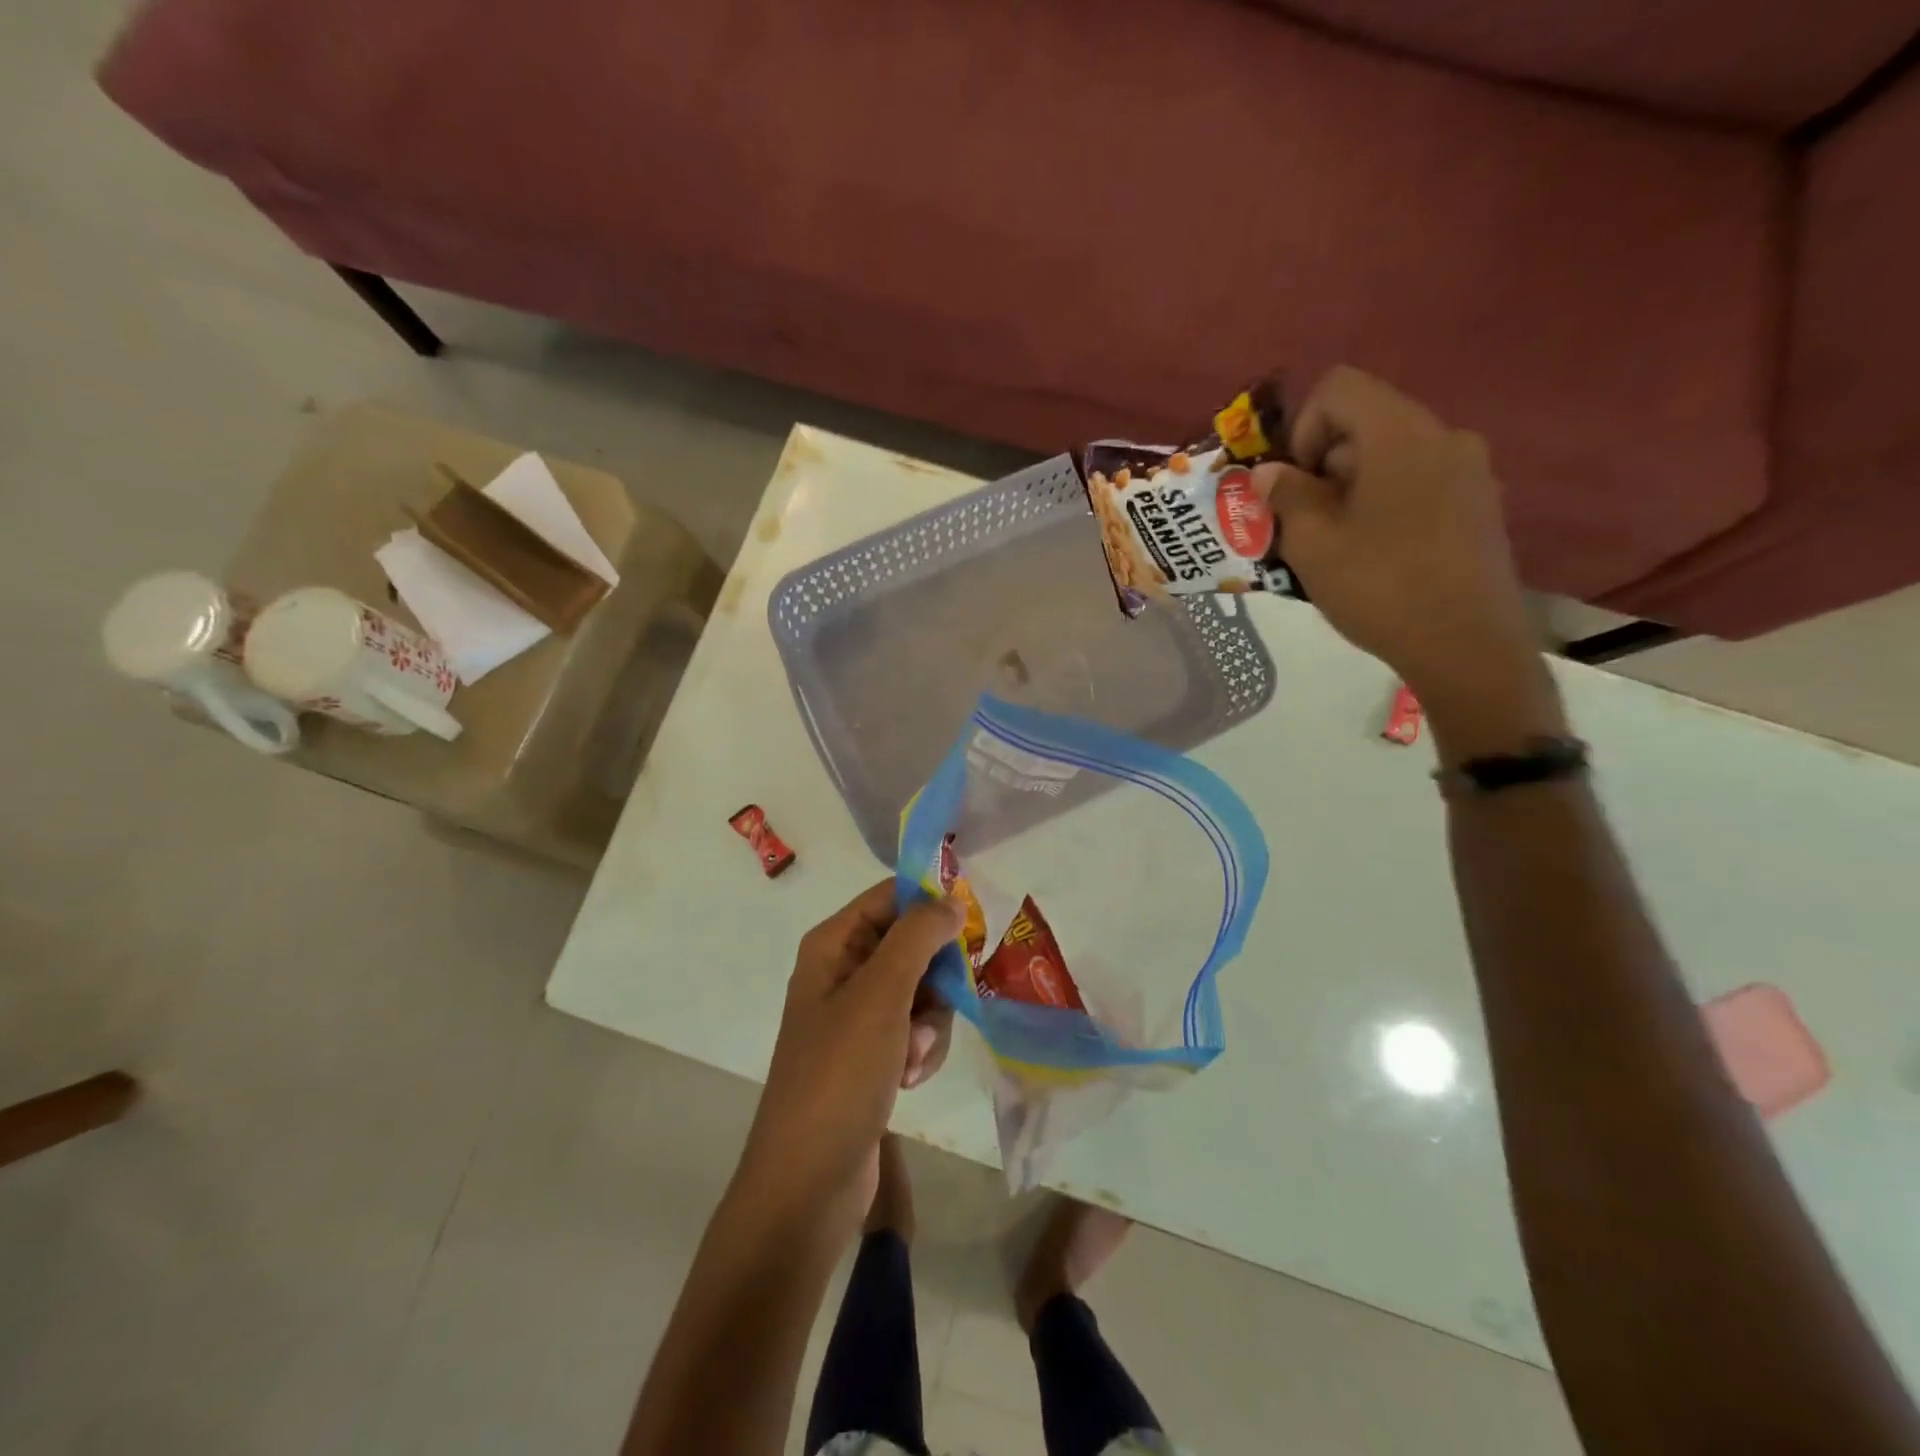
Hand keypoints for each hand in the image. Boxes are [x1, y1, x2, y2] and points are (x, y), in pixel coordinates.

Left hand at [733, 883, 961, 1239]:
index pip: (891, 896)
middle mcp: (843, 971)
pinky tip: (910, 1078)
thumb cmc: (839, 1074)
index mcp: (833, 944)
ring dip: (930, 1022)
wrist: (808, 1181)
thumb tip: (951, 901)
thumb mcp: (881, 994)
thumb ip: (918, 936)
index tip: (971, 927)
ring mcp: (857, 1015)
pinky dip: (922, 1049)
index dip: (931, 904)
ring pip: (922, 990)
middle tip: (937, 1004)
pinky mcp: (872, 1053)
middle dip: (934, 978)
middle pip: (913, 944)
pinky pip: (915, 1029)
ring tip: (912, 1056)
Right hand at [1256, 367, 1562, 749]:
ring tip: (1336, 546)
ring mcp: (1470, 470)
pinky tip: (1376, 555)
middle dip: (1323, 466)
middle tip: (1305, 523)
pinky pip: (1419, 482)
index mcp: (1400, 434)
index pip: (1339, 388)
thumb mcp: (1312, 544)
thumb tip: (1267, 473)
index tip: (1295, 485)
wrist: (1466, 646)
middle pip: (1365, 422)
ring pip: (1391, 456)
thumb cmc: (1380, 587)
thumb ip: (1284, 496)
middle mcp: (1443, 436)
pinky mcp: (1479, 504)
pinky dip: (1384, 503)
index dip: (1302, 428)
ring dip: (1350, 489)